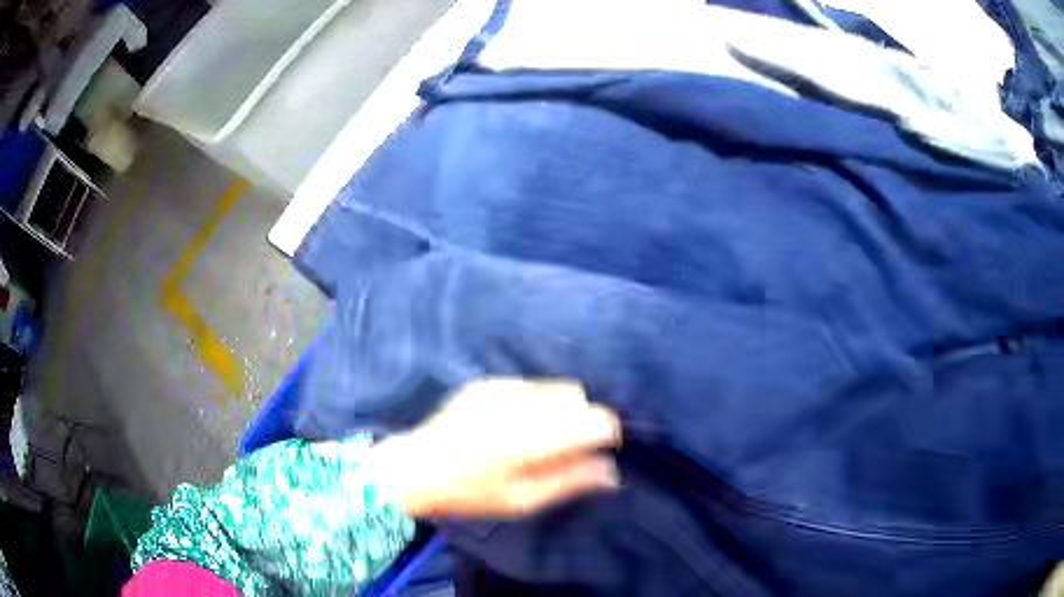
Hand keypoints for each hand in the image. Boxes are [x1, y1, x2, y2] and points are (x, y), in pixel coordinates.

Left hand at [370, 379, 621, 518]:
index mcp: (535, 436)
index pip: (596, 420)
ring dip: (561, 409)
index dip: (606, 435)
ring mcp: (503, 387)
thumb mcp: (523, 500)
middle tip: (566, 450)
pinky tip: (513, 426)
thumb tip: (613, 473)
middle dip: (583, 420)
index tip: (598, 453)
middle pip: (579, 398)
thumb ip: (571, 482)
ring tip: (539, 438)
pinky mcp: (487, 382)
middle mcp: (523, 403)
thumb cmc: (471, 494)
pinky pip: (530, 385)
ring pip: (555, 388)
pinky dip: (536, 402)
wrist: (415, 469)